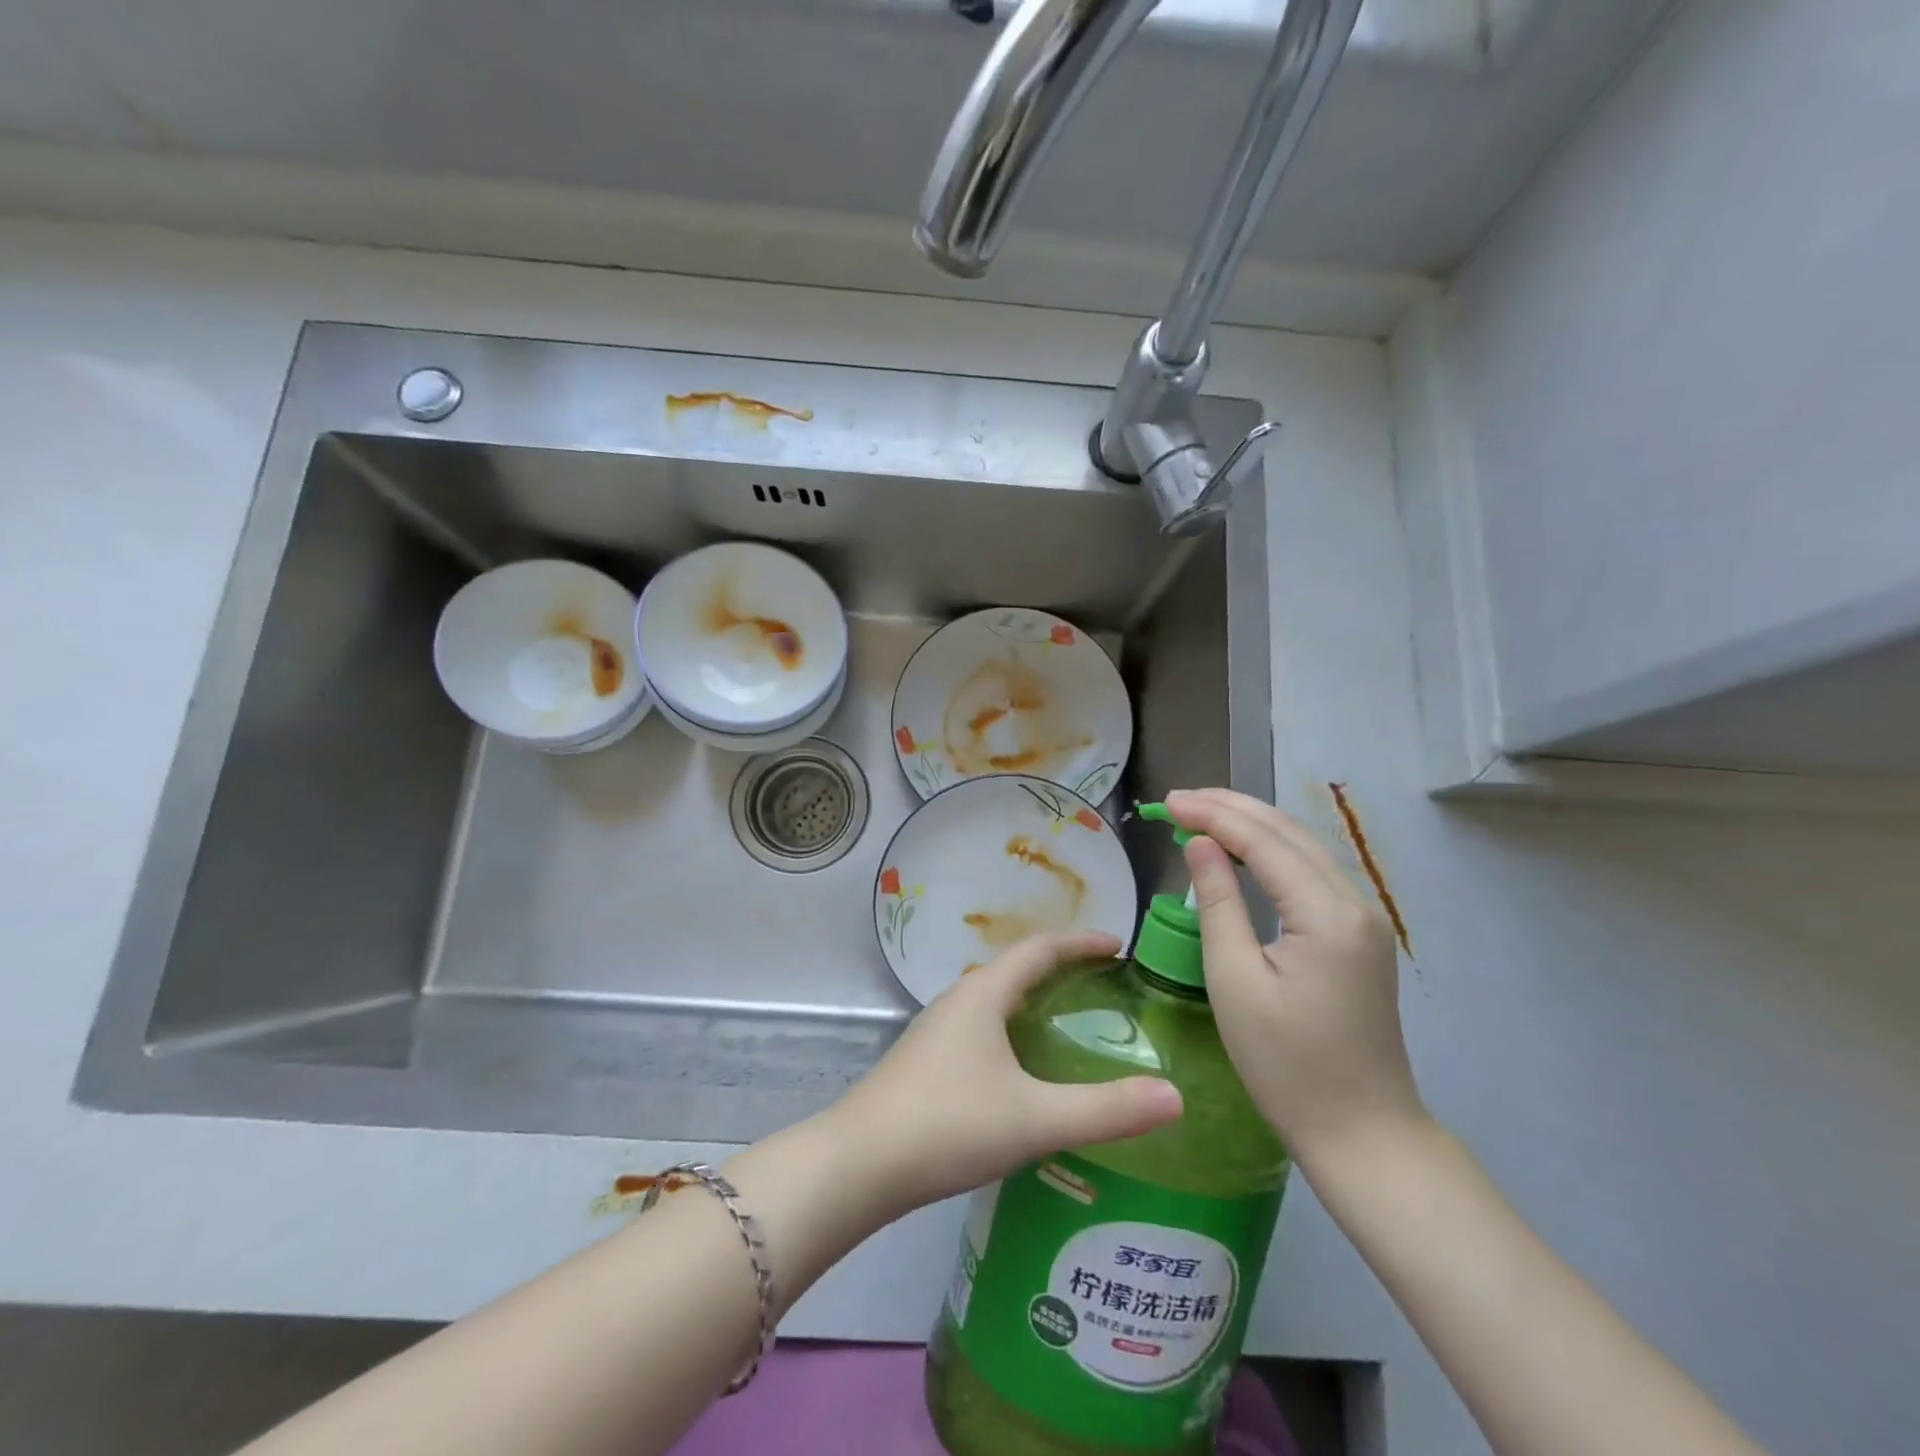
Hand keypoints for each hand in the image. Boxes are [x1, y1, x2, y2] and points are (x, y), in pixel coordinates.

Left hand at [829, 931, 1183, 1215]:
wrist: (857, 1165)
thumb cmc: (947, 1124)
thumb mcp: (1033, 1118)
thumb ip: (1105, 1110)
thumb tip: (1174, 1097)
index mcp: (983, 994)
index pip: (1039, 949)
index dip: (1080, 942)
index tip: (1117, 944)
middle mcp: (958, 1001)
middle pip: (1015, 970)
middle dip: (1060, 970)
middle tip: (1104, 986)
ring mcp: (936, 1032)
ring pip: (994, 1001)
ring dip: (1032, 1000)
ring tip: (1069, 1023)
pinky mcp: (925, 1063)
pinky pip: (980, 1029)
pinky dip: (1012, 1030)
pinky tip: (1022, 1071)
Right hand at [1165, 788, 1425, 1166]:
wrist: (1363, 1133)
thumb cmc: (1287, 1064)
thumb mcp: (1236, 981)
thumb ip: (1218, 903)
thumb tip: (1199, 845)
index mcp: (1326, 913)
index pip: (1263, 841)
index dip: (1212, 815)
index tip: (1167, 803)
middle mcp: (1354, 902)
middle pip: (1288, 833)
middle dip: (1231, 808)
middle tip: (1177, 801)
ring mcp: (1363, 918)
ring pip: (1302, 848)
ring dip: (1251, 825)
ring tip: (1200, 814)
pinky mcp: (1358, 935)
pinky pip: (1309, 874)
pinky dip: (1270, 853)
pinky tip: (1241, 852)